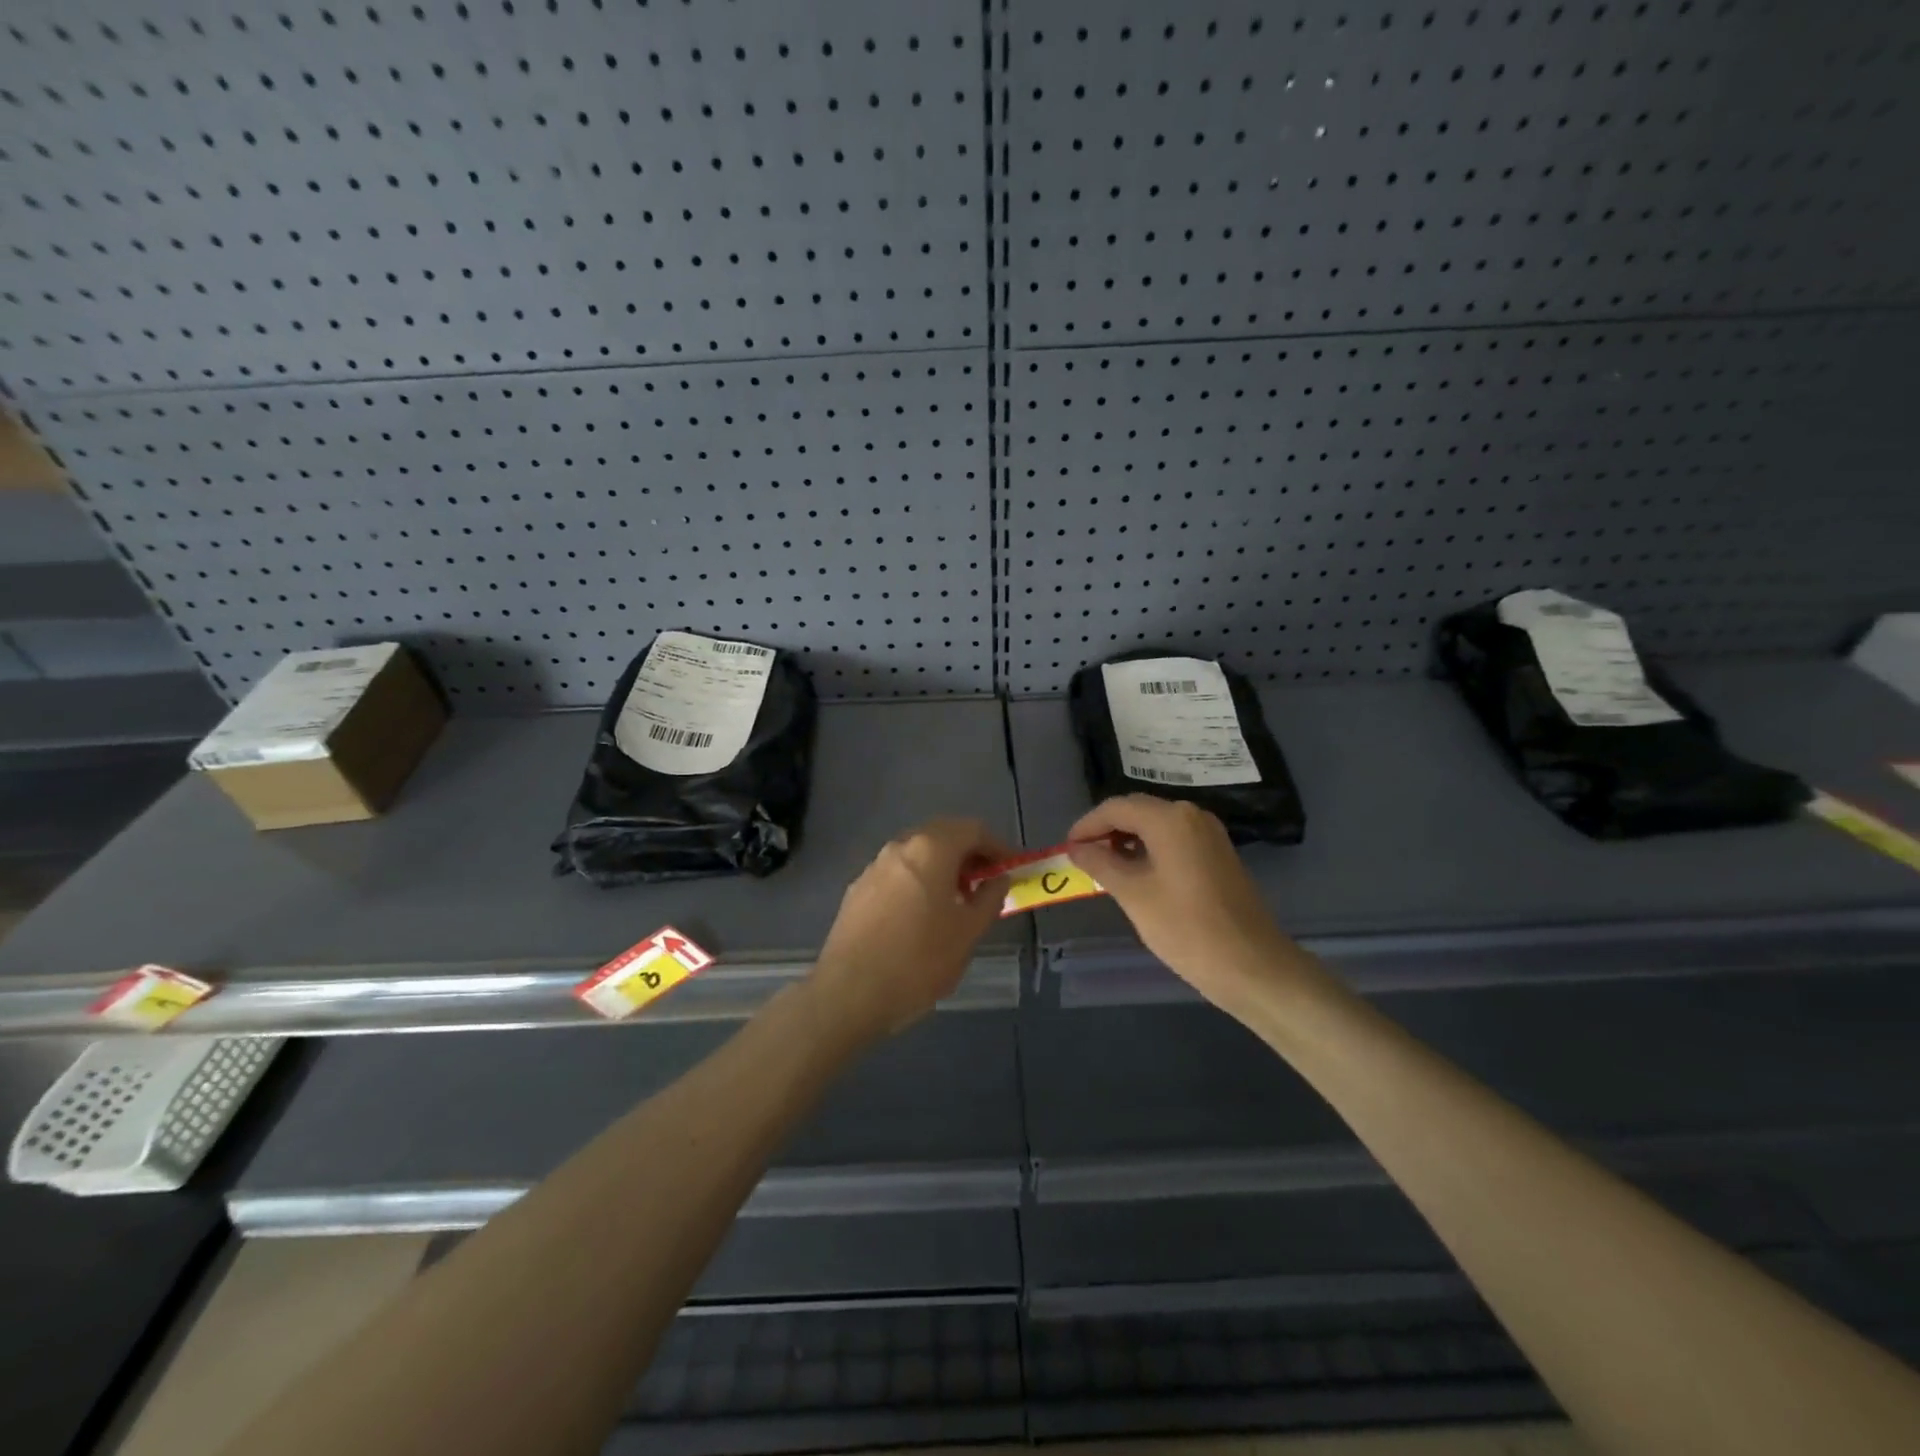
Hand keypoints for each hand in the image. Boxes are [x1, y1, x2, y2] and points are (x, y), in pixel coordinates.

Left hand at [810, 818, 1011, 1040]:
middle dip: (968, 853)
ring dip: (942, 867)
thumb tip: (998, 880)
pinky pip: (897, 874)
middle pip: (942, 835)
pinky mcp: (857, 890)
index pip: (973, 829)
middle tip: (986, 882)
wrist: (849, 993)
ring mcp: (874, 867)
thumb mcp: (968, 933)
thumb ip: (989, 899)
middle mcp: (900, 847)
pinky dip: (918, 882)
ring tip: (956, 901)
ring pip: (917, 854)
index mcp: (931, 849)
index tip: (1010, 868)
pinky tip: (922, 915)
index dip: (997, 846)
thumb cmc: (918, 960)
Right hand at [1067, 796, 1305, 1013]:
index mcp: (1170, 819)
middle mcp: (1192, 816)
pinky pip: (1174, 840)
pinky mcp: (1218, 854)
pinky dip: (1149, 849)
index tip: (1067, 848)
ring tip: (1103, 867)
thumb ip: (1101, 864)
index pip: (1116, 808)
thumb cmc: (1186, 929)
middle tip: (1081, 856)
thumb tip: (1077, 848)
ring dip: (1127, 839)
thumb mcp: (1134, 895)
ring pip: (1156, 825)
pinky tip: (1135, 874)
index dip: (1087, 825)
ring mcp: (1209, 834)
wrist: (1252, 966)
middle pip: (1138, 811)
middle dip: (1106, 830)